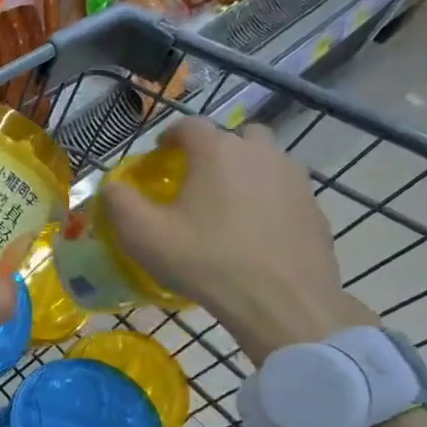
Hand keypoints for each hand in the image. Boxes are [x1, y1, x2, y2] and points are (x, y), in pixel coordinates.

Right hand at [99, 117, 375, 364]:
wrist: (282, 302)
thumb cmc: (206, 260)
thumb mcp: (143, 235)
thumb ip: (119, 202)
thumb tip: (112, 186)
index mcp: (217, 151)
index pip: (189, 125)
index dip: (169, 136)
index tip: (159, 156)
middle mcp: (260, 153)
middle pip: (235, 136)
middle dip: (215, 149)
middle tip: (198, 179)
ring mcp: (294, 179)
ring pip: (266, 160)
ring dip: (245, 171)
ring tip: (227, 205)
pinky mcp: (314, 207)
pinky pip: (284, 190)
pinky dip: (268, 199)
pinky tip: (254, 231)